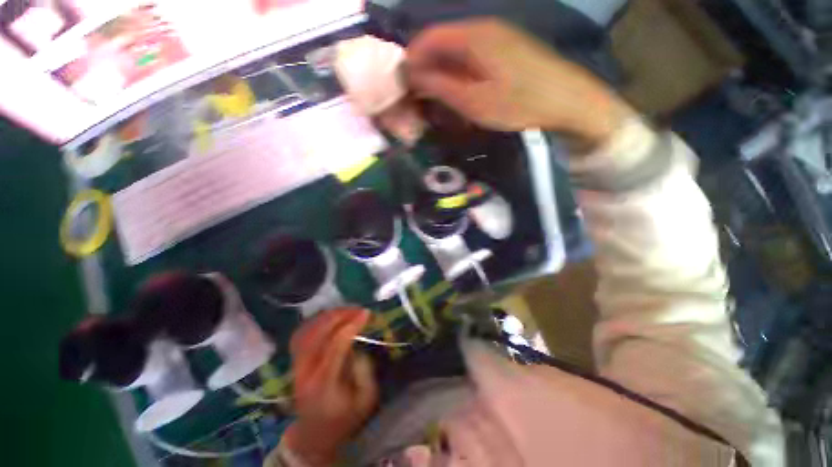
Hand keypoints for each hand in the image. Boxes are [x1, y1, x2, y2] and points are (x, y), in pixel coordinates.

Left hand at [283, 309, 377, 465]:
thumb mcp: (365, 400)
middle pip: (318, 333)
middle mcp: (305, 371)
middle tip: (359, 309)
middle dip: (340, 315)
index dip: (352, 325)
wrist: (315, 432)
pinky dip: (316, 320)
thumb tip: (359, 347)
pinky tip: (330, 317)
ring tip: (347, 310)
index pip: (335, 345)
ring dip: (328, 315)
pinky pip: (301, 333)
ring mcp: (296, 365)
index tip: (367, 313)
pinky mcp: (294, 360)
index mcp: (323, 383)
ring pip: (307, 330)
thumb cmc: (344, 417)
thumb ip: (365, 372)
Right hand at [406, 19, 634, 148]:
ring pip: (456, 51)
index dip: (412, 59)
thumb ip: (441, 86)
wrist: (567, 102)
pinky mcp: (507, 50)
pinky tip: (459, 91)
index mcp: (473, 36)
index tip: (403, 84)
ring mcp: (497, 37)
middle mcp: (483, 28)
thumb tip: (413, 76)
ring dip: (442, 72)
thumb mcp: (473, 101)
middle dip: (425, 67)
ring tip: (435, 97)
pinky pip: (472, 57)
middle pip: (442, 42)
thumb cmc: (518, 104)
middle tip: (417, 95)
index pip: (429, 38)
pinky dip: (459, 73)